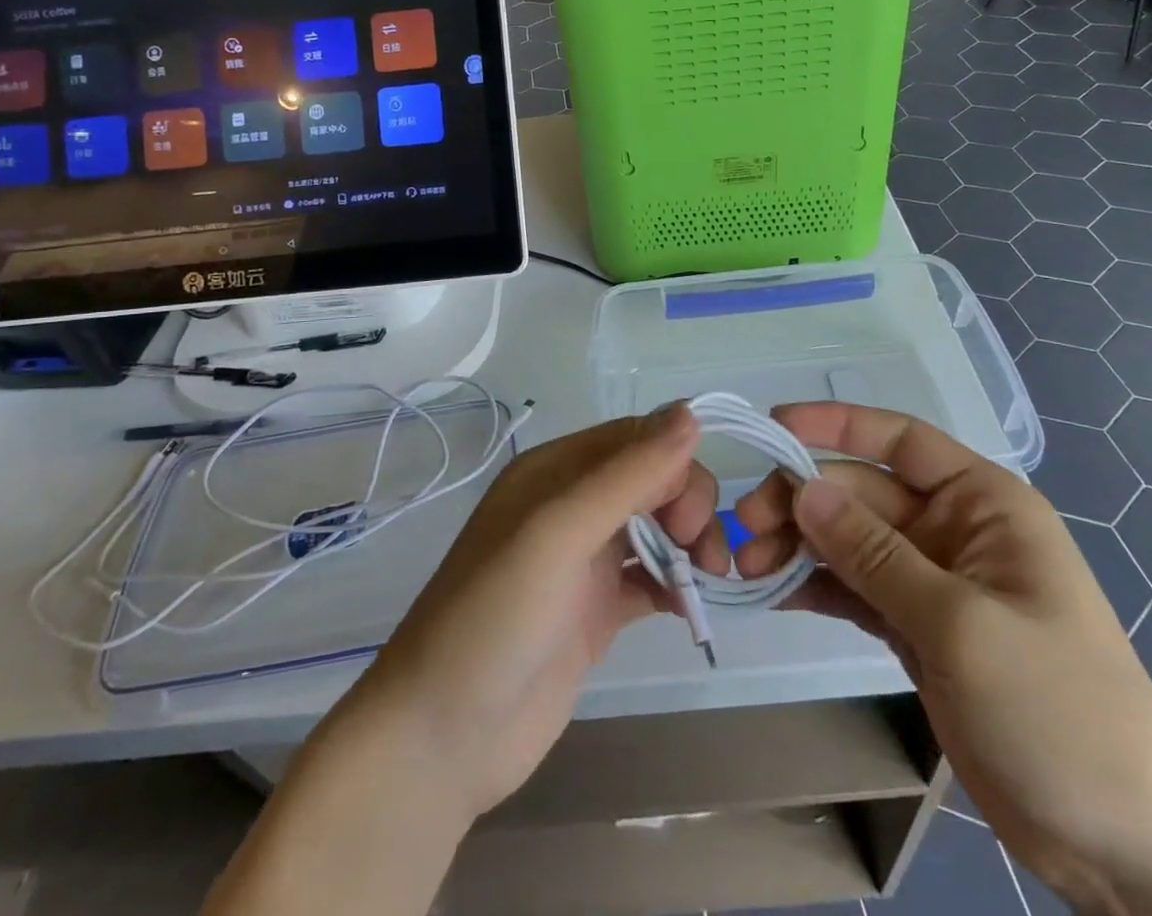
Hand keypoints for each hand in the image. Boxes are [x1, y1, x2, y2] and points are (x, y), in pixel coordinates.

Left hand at [346, 403, 724, 821]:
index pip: (634, 439)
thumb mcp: (559, 532)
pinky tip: (690, 607)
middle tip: (702, 553)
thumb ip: (627, 475)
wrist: (442, 739)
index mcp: (554, 471)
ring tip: (709, 580)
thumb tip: (691, 413)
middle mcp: (570, 506)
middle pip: (651, 479)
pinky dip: (676, 584)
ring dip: (689, 542)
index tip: (691, 514)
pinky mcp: (595, 610)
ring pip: (655, 526)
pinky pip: (650, 579)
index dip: (674, 464)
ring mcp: (583, 560)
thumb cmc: (496, 617)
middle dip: (687, 504)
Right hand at [735, 404, 1151, 915]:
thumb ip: (875, 553)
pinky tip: (774, 593)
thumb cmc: (1058, 711)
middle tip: (744, 531)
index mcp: (984, 503)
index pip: (900, 439)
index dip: (835, 425)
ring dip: (799, 546)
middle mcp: (954, 529)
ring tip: (750, 569)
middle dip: (802, 504)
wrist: (1124, 850)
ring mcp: (934, 581)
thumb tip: (802, 488)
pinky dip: (816, 586)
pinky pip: (855, 588)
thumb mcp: (960, 624)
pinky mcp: (917, 628)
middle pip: (861, 493)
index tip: (773, 427)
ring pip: (850, 541)